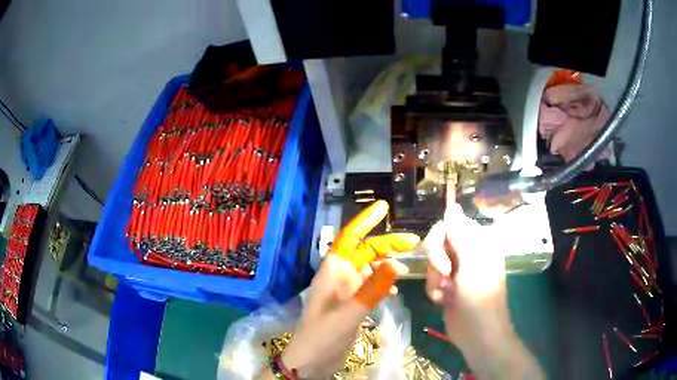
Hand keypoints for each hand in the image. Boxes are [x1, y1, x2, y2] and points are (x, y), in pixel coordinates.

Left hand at [260, 200, 418, 379]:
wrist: (311, 361)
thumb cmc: (322, 336)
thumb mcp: (348, 313)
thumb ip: (371, 290)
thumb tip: (396, 265)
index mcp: (333, 271)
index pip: (350, 238)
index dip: (365, 221)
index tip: (384, 207)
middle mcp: (340, 275)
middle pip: (366, 252)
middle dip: (388, 245)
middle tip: (414, 242)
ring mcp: (347, 290)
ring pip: (371, 269)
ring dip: (388, 265)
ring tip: (408, 266)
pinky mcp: (353, 304)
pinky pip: (372, 286)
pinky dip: (384, 284)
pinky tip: (394, 291)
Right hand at [424, 185, 543, 378]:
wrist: (477, 333)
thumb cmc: (480, 297)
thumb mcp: (471, 262)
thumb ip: (459, 234)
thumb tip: (452, 206)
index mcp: (478, 242)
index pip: (450, 224)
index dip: (440, 238)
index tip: (440, 256)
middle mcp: (467, 252)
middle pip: (437, 242)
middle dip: (436, 261)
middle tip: (446, 275)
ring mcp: (457, 269)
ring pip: (431, 262)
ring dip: (435, 279)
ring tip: (447, 293)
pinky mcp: (448, 285)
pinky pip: (430, 278)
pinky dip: (434, 290)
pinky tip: (443, 300)